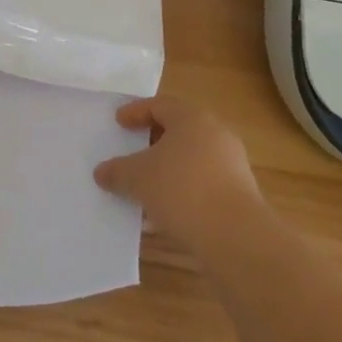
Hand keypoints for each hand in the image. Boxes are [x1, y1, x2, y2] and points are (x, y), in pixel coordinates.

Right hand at [94, 96, 262, 250]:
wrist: (235, 236)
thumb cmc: (182, 189)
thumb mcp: (138, 177)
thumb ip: (117, 171)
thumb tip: (101, 172)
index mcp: (192, 118)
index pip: (160, 105)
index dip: (136, 112)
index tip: (119, 122)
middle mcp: (215, 134)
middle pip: (179, 131)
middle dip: (153, 142)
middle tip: (132, 151)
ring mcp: (231, 165)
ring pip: (191, 160)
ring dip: (168, 170)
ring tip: (145, 187)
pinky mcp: (239, 195)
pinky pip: (203, 185)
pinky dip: (183, 192)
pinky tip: (165, 214)